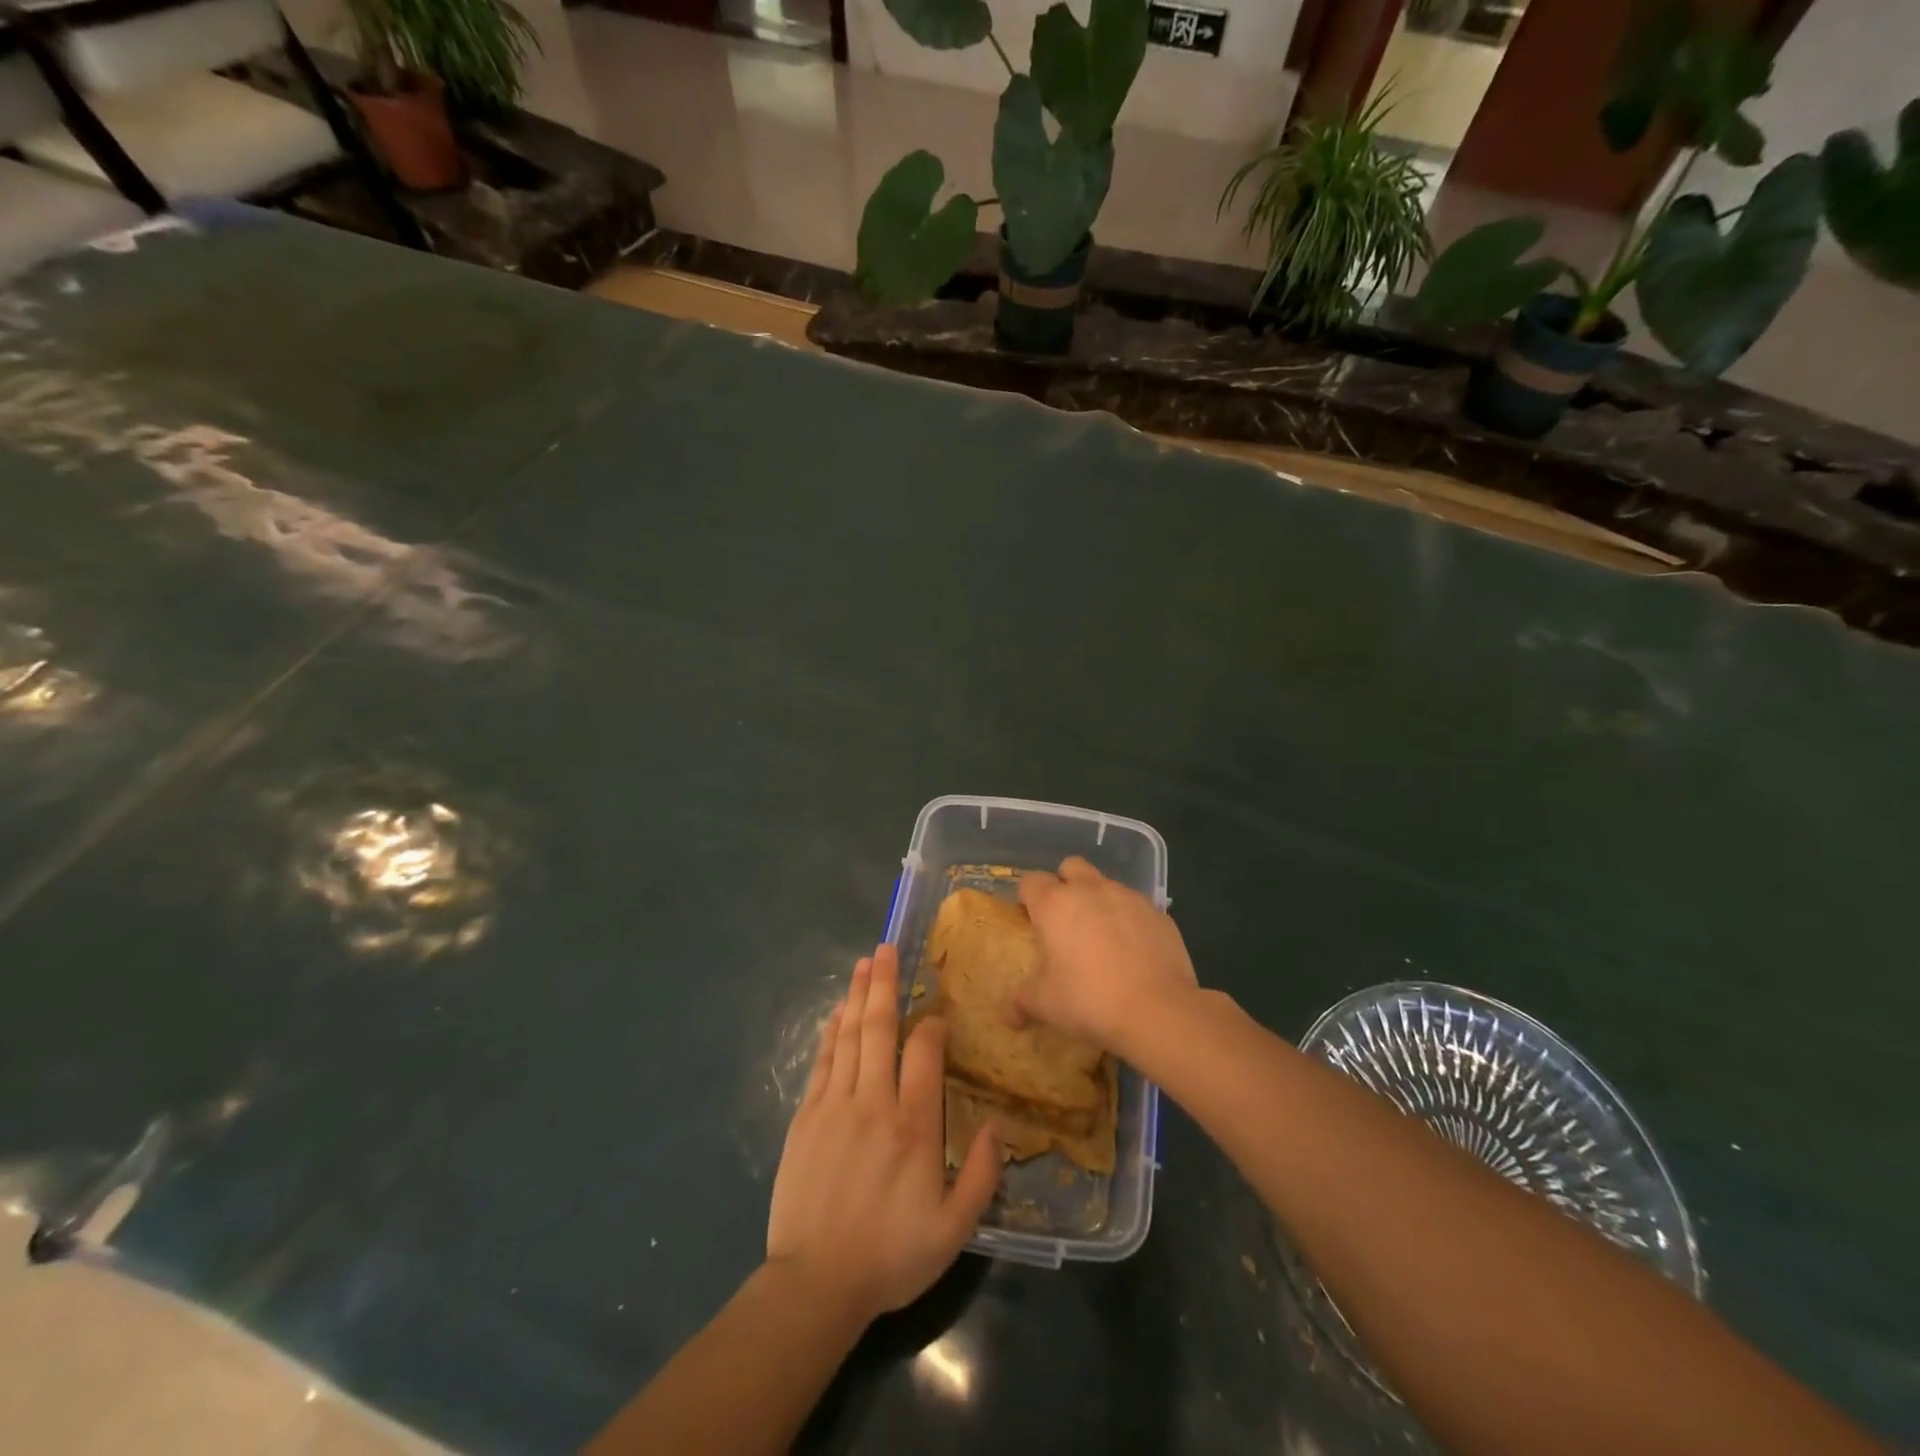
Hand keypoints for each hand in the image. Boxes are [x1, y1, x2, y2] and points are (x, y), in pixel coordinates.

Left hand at [766, 944, 1000, 1323]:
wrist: (815, 1284)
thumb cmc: (890, 1256)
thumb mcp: (953, 1230)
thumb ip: (982, 1176)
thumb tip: (998, 1127)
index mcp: (913, 1126)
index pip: (924, 1052)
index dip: (932, 1025)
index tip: (938, 1015)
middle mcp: (874, 1103)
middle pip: (879, 1029)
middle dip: (885, 984)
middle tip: (886, 948)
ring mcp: (835, 1106)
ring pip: (849, 1036)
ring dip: (858, 996)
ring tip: (865, 963)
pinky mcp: (806, 1117)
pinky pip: (823, 1061)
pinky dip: (831, 1032)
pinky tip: (838, 1012)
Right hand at [1015, 856, 1198, 1052]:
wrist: (1158, 1011)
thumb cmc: (1089, 1001)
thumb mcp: (1046, 1005)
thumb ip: (1022, 1002)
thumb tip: (1008, 1016)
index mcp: (1054, 904)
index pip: (1031, 882)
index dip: (1028, 899)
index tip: (1031, 922)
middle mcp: (1090, 890)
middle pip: (1070, 867)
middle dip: (1064, 884)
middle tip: (1065, 920)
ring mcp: (1127, 897)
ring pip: (1105, 884)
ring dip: (1098, 901)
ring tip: (1101, 938)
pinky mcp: (1158, 912)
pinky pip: (1135, 905)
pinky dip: (1128, 919)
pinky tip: (1132, 951)